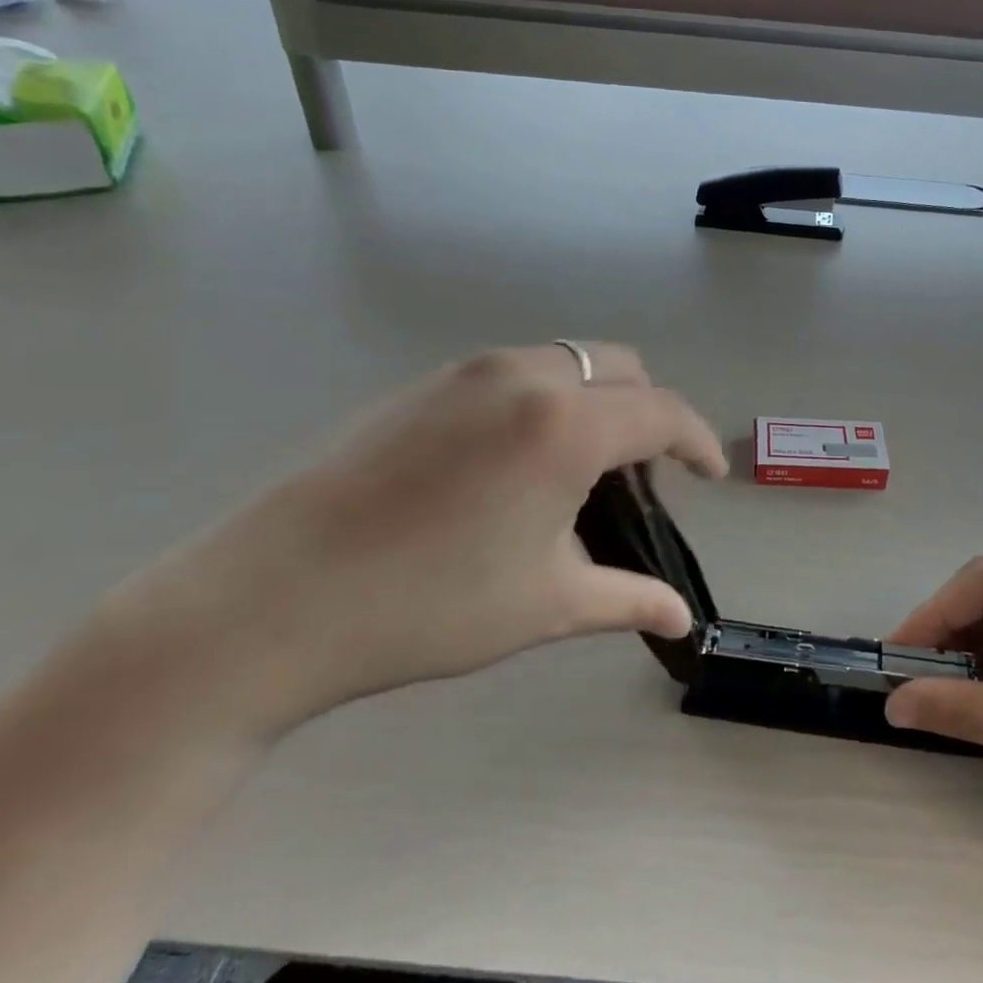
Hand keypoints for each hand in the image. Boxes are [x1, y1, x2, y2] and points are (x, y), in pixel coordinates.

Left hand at [95, 343, 726, 738]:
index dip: (698, 441)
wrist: (271, 600)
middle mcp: (523, 377)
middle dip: (648, 413)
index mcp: (565, 424)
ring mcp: (466, 373)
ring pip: (565, 363)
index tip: (711, 475)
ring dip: (595, 402)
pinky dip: (545, 401)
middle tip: (644, 476)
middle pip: (619, 368)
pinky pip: (514, 374)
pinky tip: (518, 463)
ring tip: (581, 469)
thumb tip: (681, 619)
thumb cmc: (430, 606)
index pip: (661, 412)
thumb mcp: (547, 605)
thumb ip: (628, 600)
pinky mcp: (423, 385)